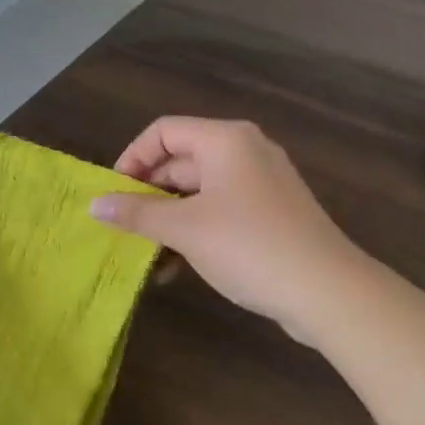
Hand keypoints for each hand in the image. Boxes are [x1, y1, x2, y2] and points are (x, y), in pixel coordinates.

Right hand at [91, 118, 359, 332]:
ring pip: (199, 191)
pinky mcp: (272, 213)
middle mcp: (244, 151)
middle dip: (149, 194)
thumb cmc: (249, 245)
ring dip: (169, 219)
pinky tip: (176, 267)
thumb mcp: (184, 228)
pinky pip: (221, 210)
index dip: (132, 158)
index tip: (113, 193)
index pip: (163, 132)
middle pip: (181, 161)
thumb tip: (95, 204)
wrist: (329, 292)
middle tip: (123, 227)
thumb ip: (137, 212)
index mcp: (224, 139)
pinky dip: (195, 230)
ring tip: (146, 254)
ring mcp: (261, 183)